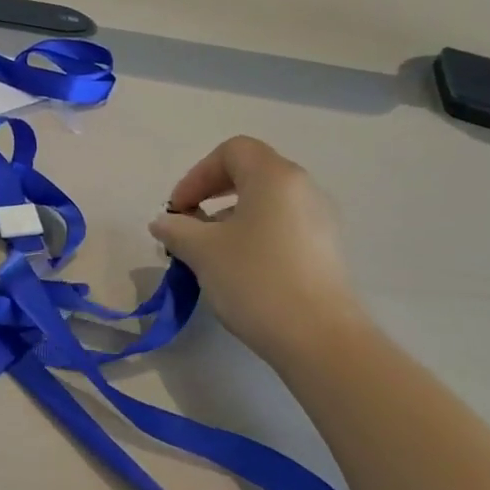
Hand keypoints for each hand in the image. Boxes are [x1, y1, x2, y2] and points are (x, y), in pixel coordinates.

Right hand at [149, 136, 368, 366]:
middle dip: (211, 195)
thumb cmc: (255, 279)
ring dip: (230, 218)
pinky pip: (281, 227)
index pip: (232, 151)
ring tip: (208, 253)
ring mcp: (320, 219)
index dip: (197, 174)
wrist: (319, 337)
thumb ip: (176, 229)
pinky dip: (253, 236)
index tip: (179, 210)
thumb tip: (164, 222)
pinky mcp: (325, 250)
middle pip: (250, 173)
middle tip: (188, 227)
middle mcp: (303, 188)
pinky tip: (238, 270)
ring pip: (265, 203)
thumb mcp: (202, 251)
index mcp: (274, 177)